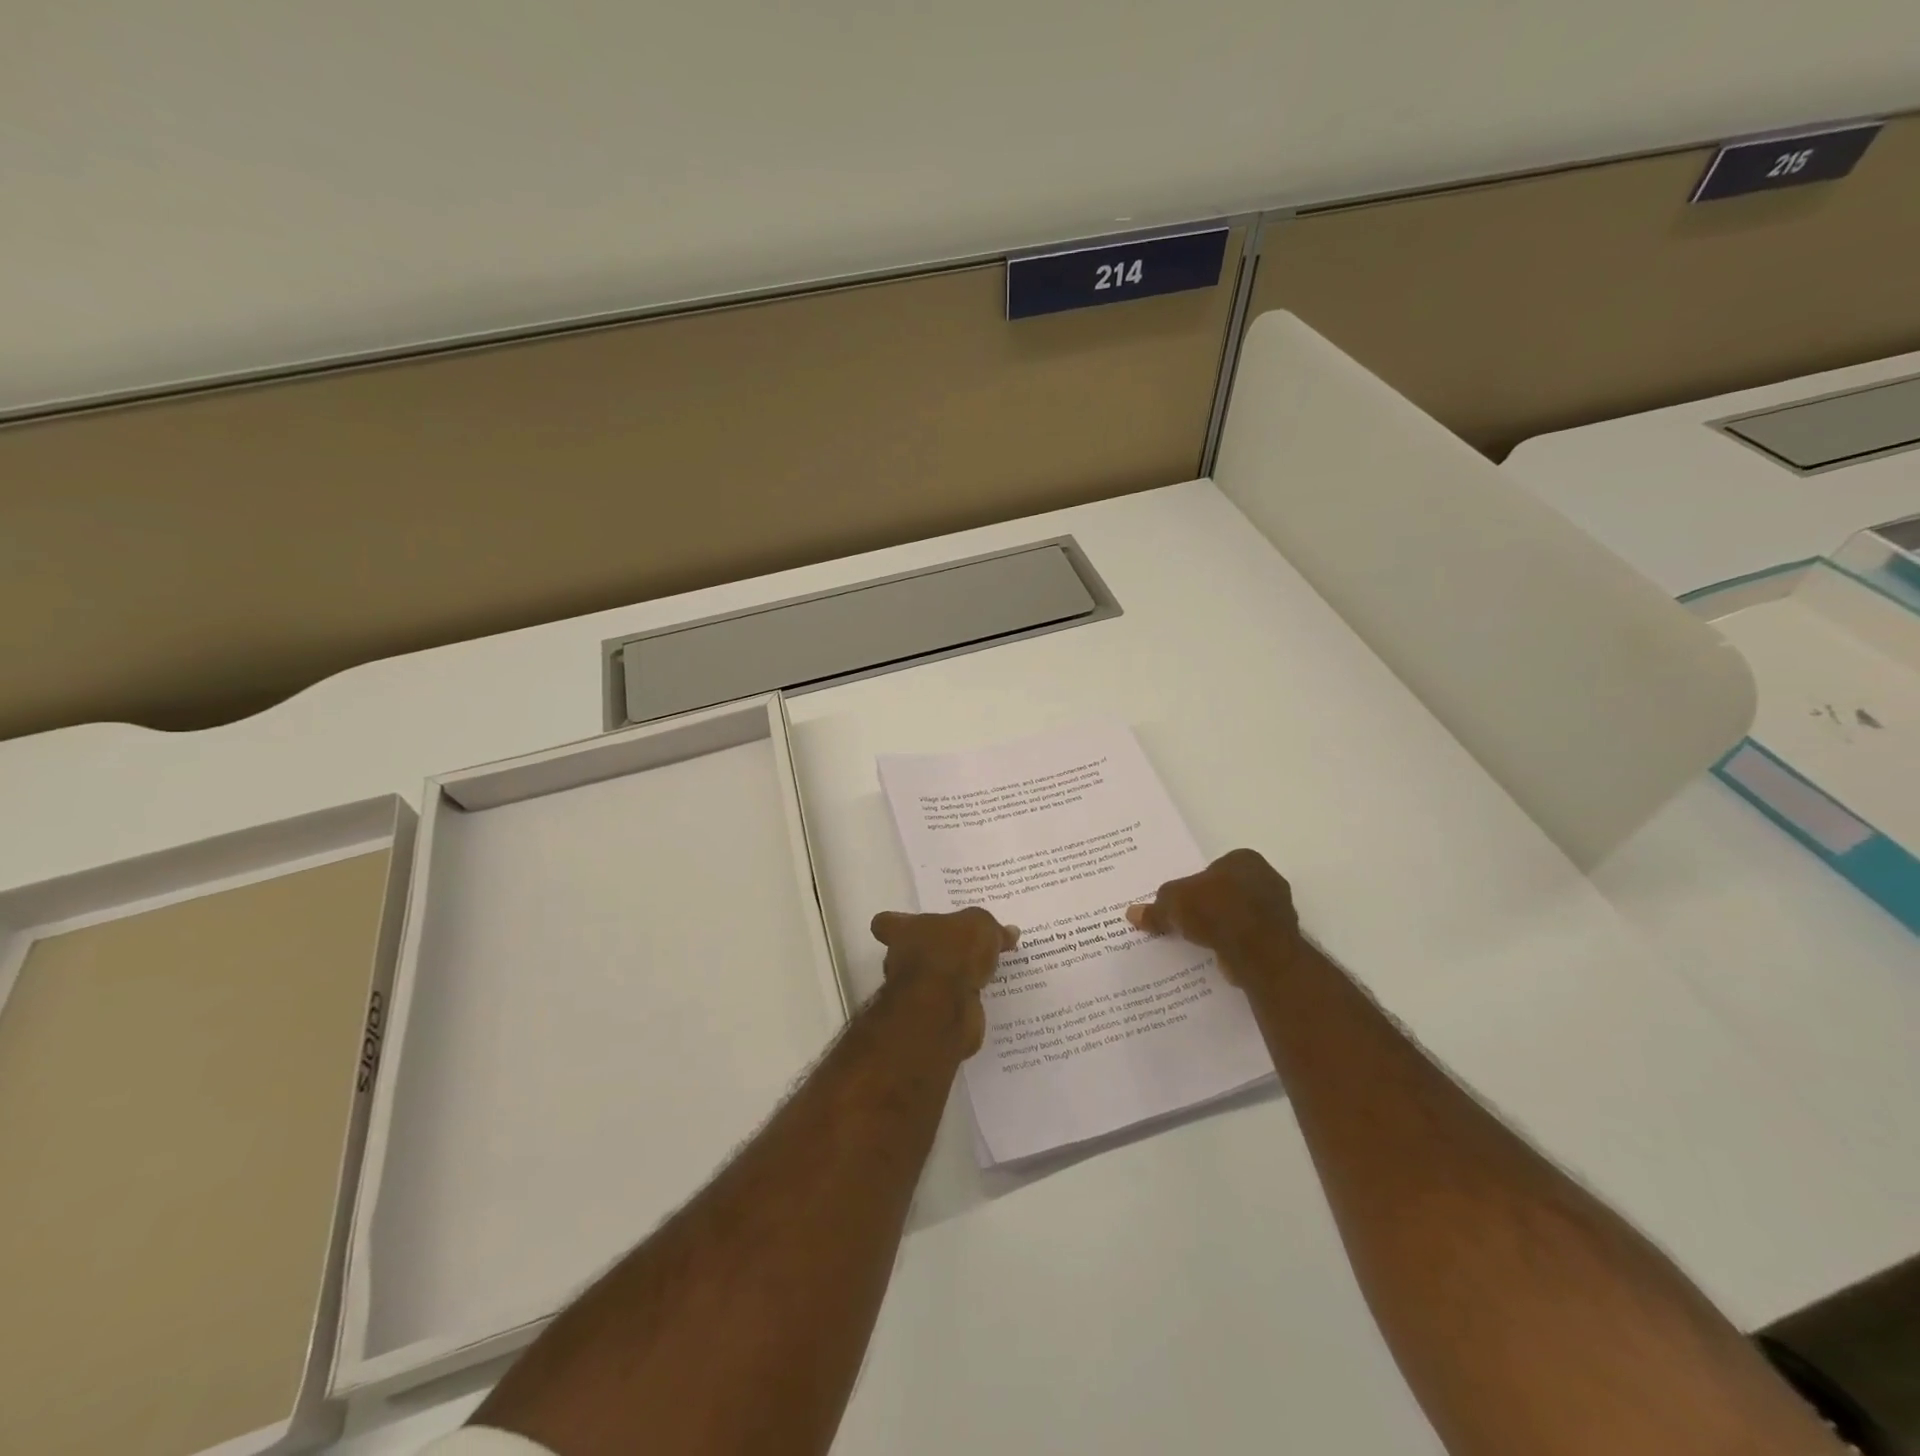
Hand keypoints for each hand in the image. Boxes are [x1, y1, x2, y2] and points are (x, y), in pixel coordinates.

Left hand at [869, 907, 1018, 1055]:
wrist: (943, 1009)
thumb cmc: (952, 953)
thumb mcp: (979, 926)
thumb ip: (991, 928)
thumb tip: (1009, 932)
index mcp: (904, 931)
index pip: (886, 923)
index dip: (896, 924)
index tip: (912, 924)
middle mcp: (902, 961)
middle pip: (911, 953)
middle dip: (933, 953)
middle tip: (965, 950)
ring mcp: (915, 993)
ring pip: (932, 981)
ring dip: (951, 980)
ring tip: (983, 974)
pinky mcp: (932, 1018)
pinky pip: (950, 1005)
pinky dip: (965, 1003)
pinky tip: (988, 998)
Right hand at [1126, 848, 1302, 986]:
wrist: (1260, 952)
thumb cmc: (1217, 911)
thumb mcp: (1173, 904)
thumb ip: (1155, 908)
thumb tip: (1132, 913)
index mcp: (1244, 859)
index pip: (1212, 869)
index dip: (1194, 885)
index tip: (1181, 903)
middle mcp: (1266, 879)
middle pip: (1226, 892)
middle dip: (1209, 906)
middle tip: (1186, 922)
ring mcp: (1277, 910)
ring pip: (1239, 916)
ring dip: (1222, 928)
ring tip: (1199, 942)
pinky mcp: (1280, 939)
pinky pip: (1249, 939)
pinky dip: (1234, 946)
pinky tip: (1218, 955)